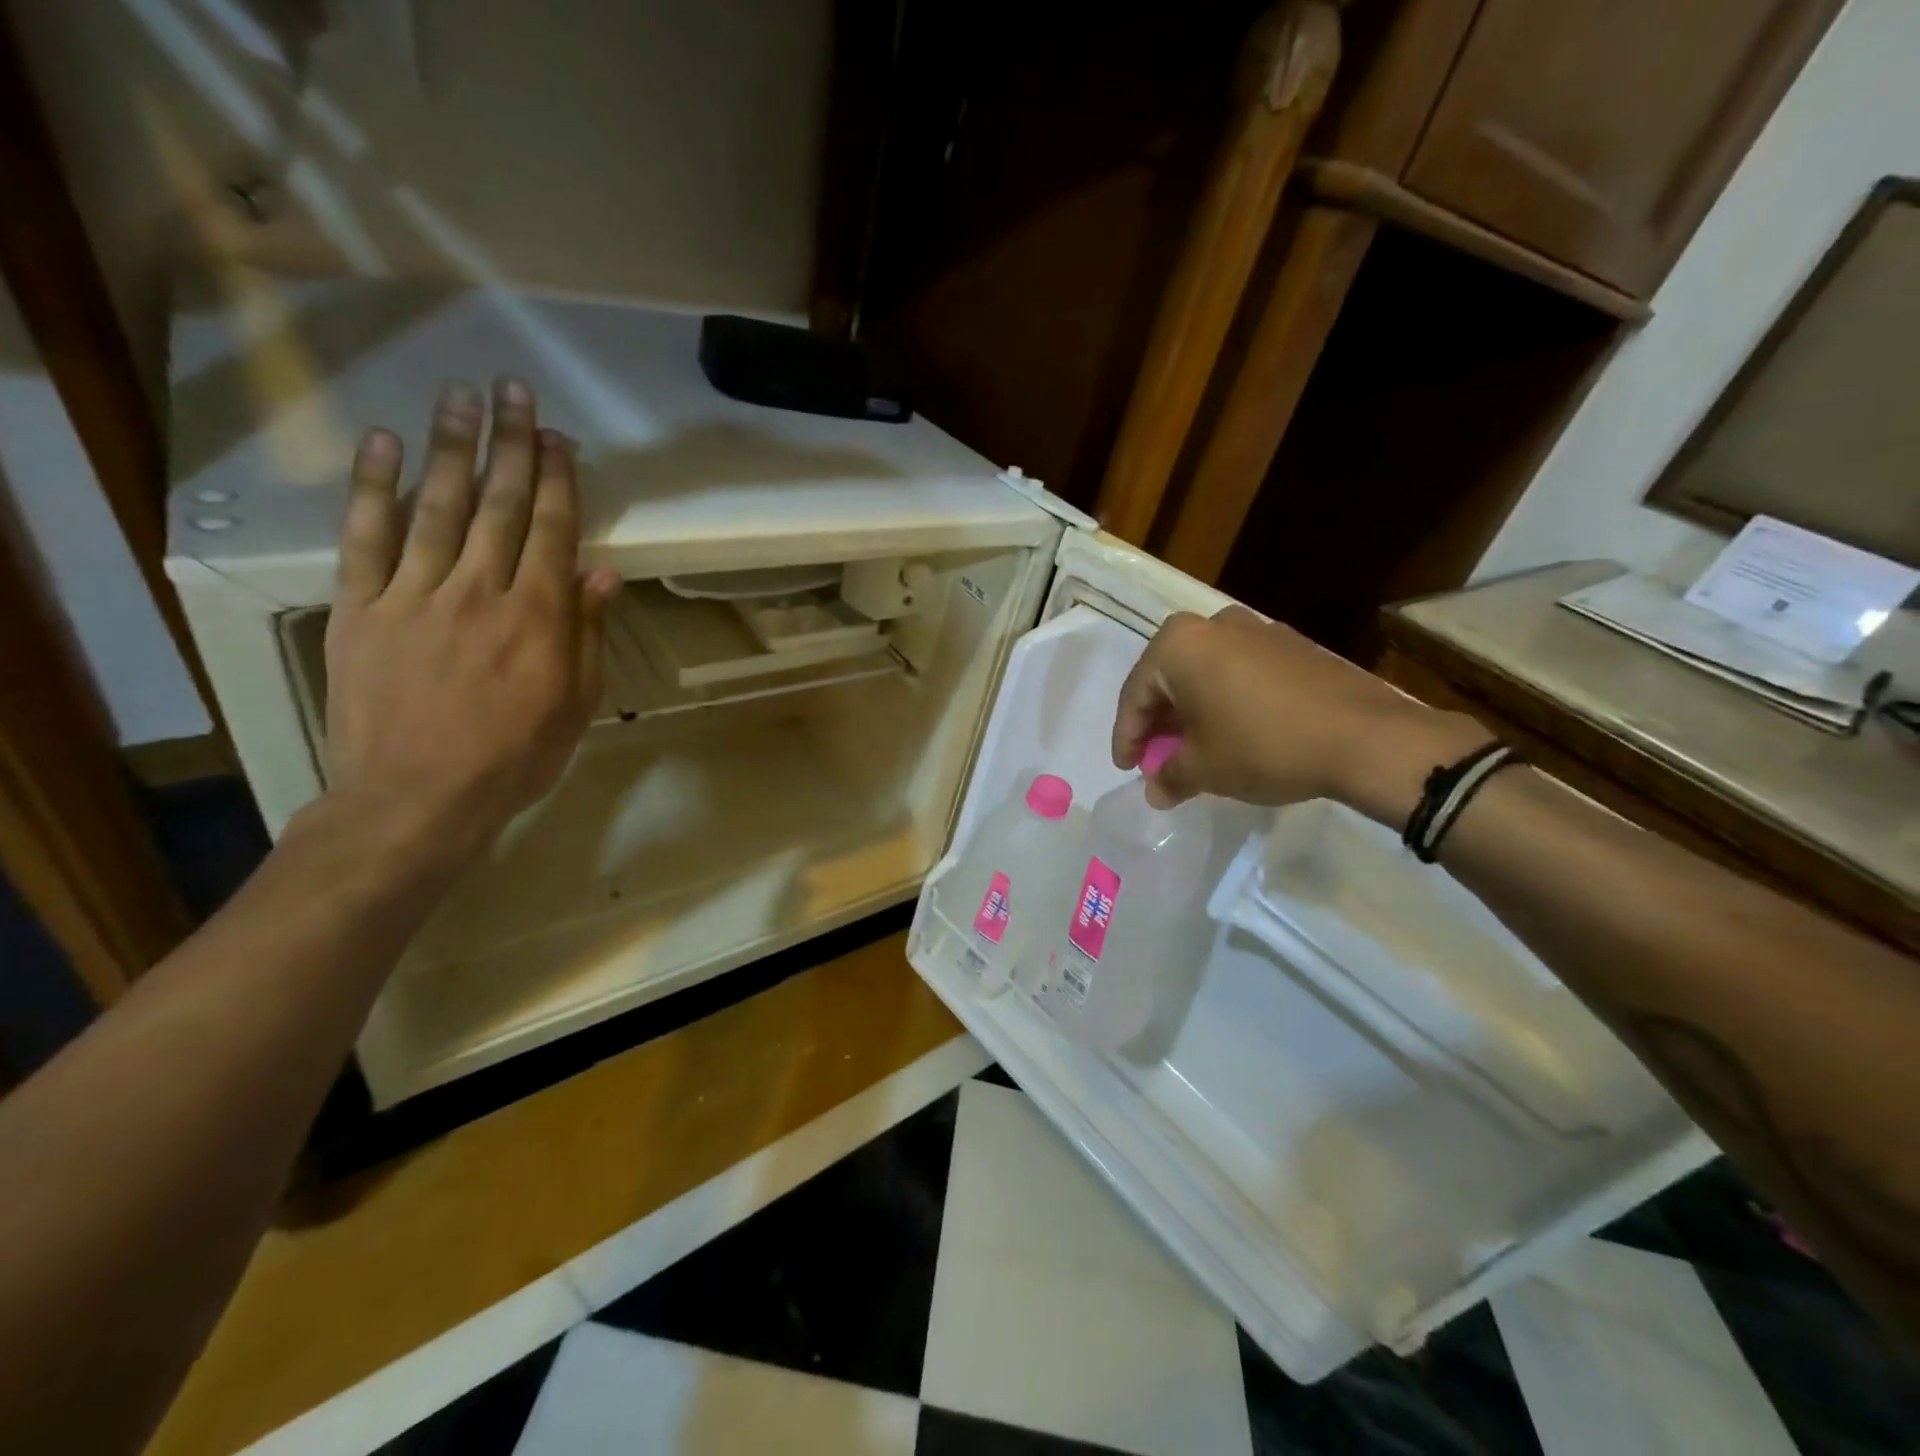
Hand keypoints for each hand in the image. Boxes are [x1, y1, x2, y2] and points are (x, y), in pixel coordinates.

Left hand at [322, 377, 619, 871]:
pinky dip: (373, 488)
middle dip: (509, 444)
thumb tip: (602, 575)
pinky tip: (383, 445)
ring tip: (458, 396)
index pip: (553, 531)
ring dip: (450, 447)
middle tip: (512, 391)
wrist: (417, 797)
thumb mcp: (576, 704)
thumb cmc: (515, 757)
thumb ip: (587, 634)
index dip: (557, 479)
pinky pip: (366, 537)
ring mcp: (415, 594)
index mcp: (539, 617)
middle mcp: (480, 590)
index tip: (557, 437)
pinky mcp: (362, 608)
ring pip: (437, 506)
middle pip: (500, 505)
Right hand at [1111, 607, 1488, 823]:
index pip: (1135, 694)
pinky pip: (1239, 673)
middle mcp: (1213, 625)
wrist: (1366, 737)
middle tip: (1157, 759)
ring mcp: (1257, 629)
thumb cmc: (1264, 746)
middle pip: (1168, 678)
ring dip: (1191, 711)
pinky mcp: (1292, 645)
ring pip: (1205, 674)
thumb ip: (1169, 776)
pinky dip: (1225, 701)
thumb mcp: (1205, 768)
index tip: (1127, 768)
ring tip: (1194, 749)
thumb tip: (1155, 789)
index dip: (1126, 736)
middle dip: (1158, 722)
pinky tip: (1234, 733)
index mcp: (1179, 644)